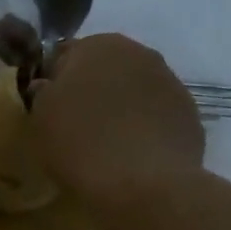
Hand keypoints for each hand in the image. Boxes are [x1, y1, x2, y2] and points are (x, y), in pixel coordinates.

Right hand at [30, 33, 203, 213]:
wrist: (146, 184)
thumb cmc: (81, 144)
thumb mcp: (41, 119)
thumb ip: (43, 93)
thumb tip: (49, 85)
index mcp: (97, 45)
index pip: (65, 54)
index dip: (54, 80)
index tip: (48, 107)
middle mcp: (138, 53)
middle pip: (105, 68)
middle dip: (91, 89)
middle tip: (75, 124)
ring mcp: (170, 82)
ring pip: (133, 89)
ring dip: (119, 106)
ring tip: (106, 142)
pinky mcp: (189, 113)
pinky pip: (155, 114)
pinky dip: (143, 126)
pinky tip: (132, 153)